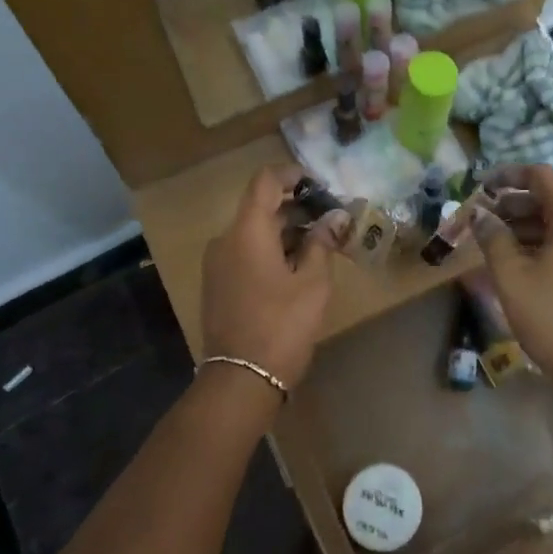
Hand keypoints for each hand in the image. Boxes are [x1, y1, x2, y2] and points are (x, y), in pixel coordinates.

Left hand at [201, 166, 344, 396]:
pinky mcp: (217, 284)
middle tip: (329, 217)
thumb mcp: (312, 283)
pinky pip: (244, 252)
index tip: (318, 183)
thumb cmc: (282, 325)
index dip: (291, 174)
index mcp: (246, 231)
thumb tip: (335, 217)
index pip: (264, 181)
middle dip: (294, 206)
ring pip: (252, 232)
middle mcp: (225, 239)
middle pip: (258, 207)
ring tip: (319, 243)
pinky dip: (270, 249)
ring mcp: (217, 263)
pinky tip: (296, 265)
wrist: (241, 379)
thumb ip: (322, 243)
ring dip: (283, 230)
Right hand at [474, 165, 552, 402]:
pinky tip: (521, 260)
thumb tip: (479, 214)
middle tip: (482, 218)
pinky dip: (546, 242)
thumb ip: (493, 238)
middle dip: (515, 204)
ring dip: (528, 225)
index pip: (542, 176)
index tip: (481, 187)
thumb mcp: (512, 277)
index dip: (508, 176)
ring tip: (495, 240)